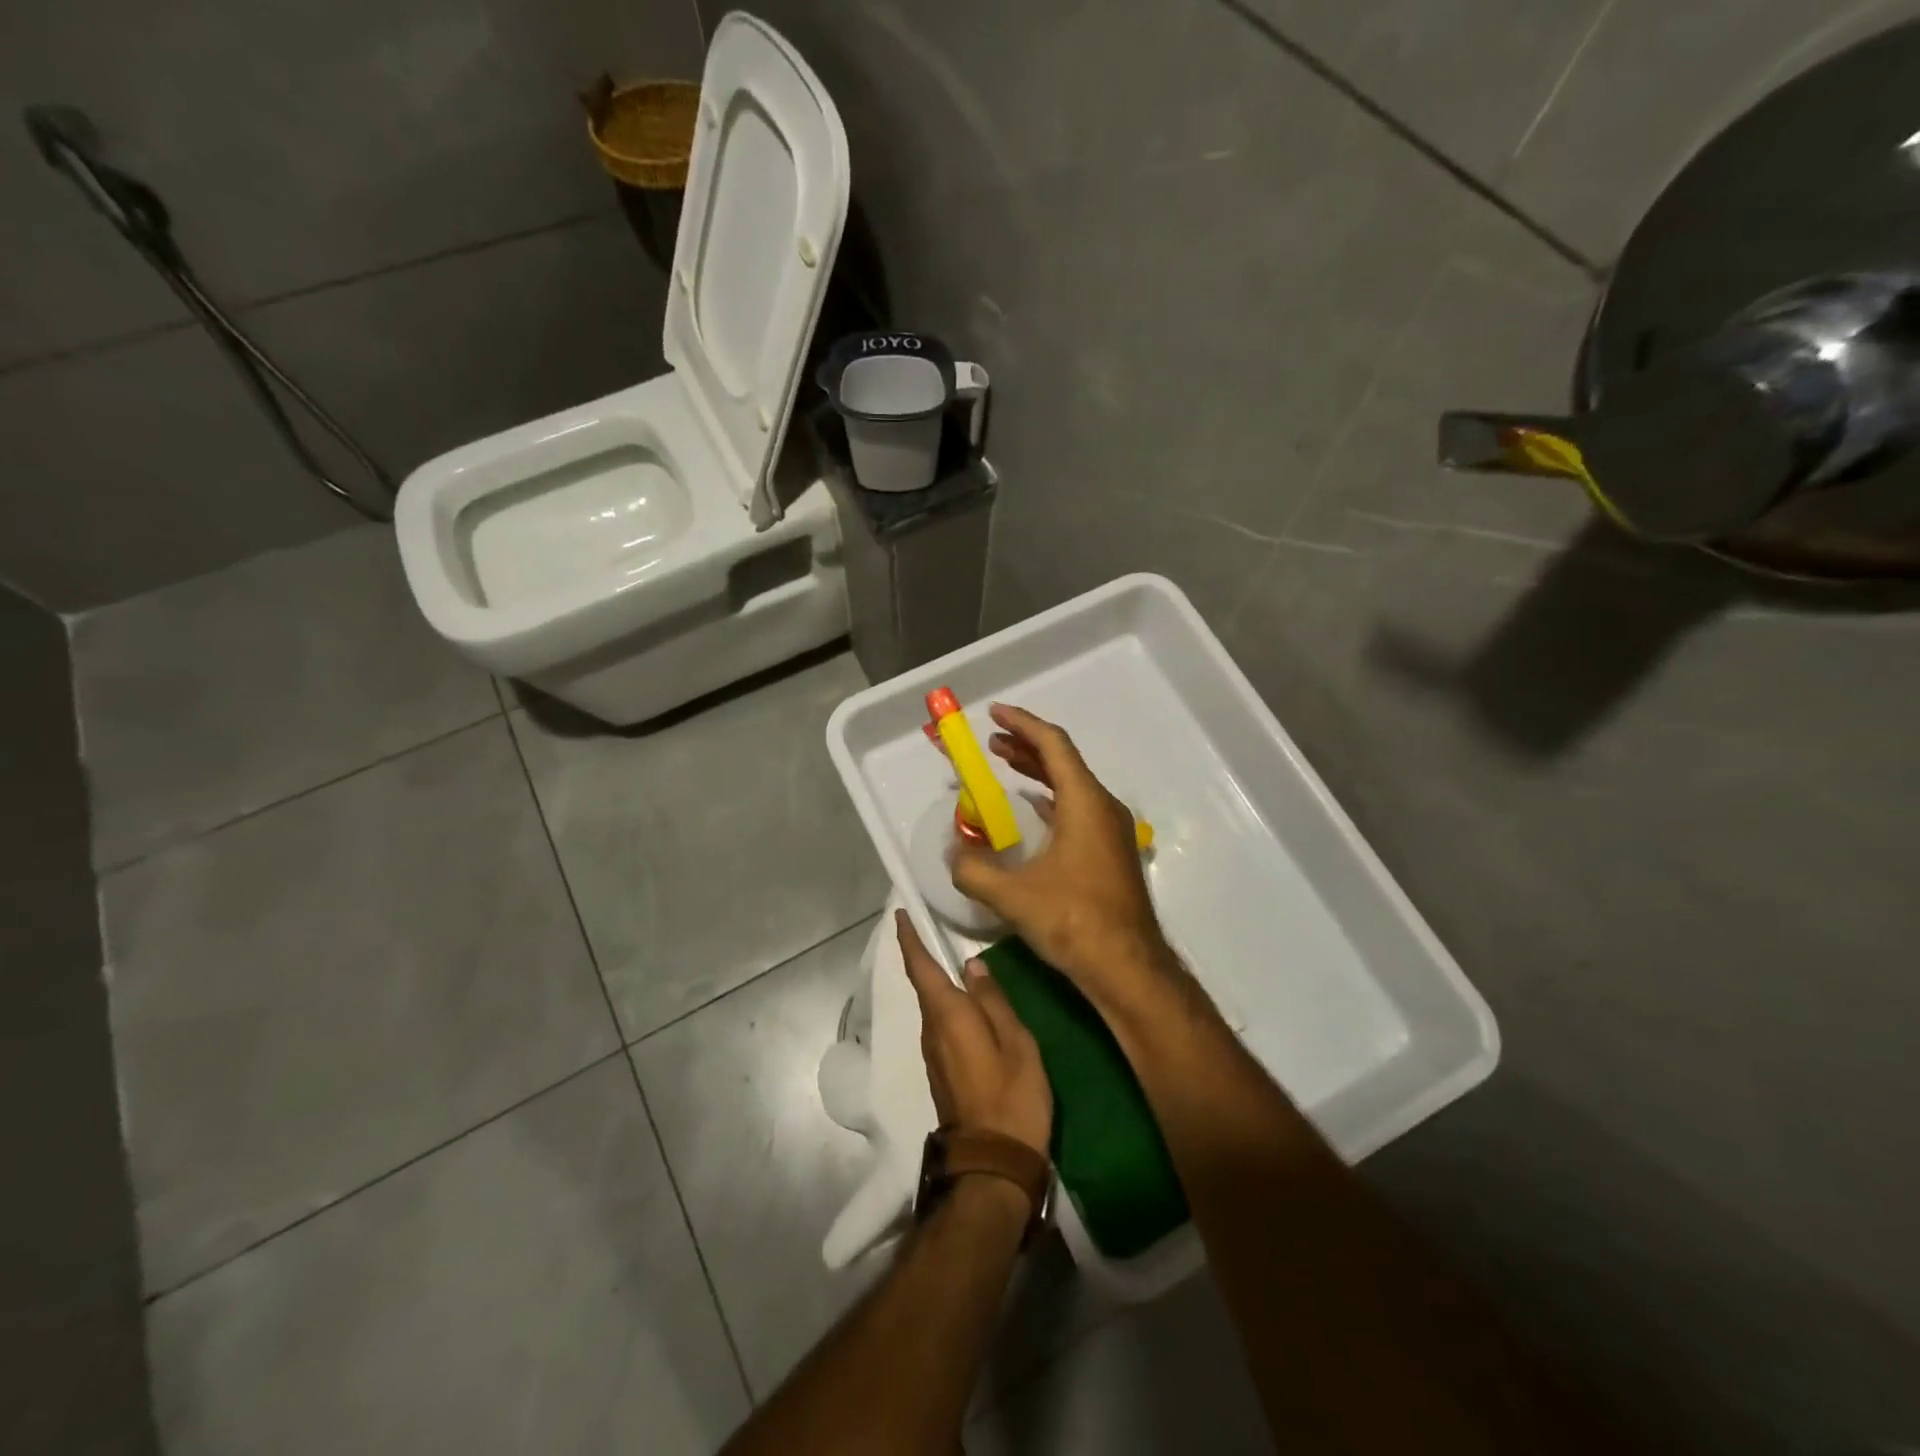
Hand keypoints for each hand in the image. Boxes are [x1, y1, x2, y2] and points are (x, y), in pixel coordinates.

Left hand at [897, 911, 1051, 1157]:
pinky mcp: (941, 1071)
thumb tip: (972, 965)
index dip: (909, 939)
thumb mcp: (1016, 1043)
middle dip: (922, 955)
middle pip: (923, 985)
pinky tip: (965, 1002)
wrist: (992, 1164)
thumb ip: (993, 1001)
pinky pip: (940, 1025)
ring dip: (935, 981)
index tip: (900, 914)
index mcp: (948, 1015)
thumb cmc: (1012, 1097)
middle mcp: (932, 1030)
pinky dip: (946, 1004)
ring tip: (951, 958)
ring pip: (932, 1006)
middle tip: (931, 926)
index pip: (920, 967)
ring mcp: (933, 1053)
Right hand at [951, 704, 1177, 1014]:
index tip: (994, 714)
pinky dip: (1051, 800)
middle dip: (1026, 747)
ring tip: (1005, 766)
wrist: (1128, 967)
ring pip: (1072, 786)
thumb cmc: (1074, 921)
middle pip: (1063, 761)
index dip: (1022, 724)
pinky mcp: (1111, 853)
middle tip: (991, 742)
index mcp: (1085, 802)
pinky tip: (1032, 813)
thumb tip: (953, 853)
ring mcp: (1112, 831)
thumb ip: (973, 869)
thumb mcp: (1012, 895)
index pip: (1053, 745)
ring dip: (1039, 773)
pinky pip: (1078, 810)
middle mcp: (1103, 807)